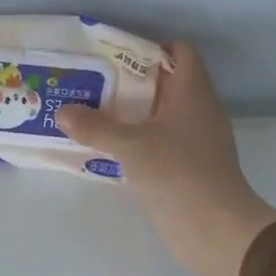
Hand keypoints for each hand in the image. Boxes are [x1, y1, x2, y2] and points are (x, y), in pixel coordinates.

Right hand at [56, 43, 275, 275]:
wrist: (213, 227)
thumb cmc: (177, 172)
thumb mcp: (129, 145)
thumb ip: (95, 127)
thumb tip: (62, 112)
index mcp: (193, 93)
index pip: (181, 53)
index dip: (152, 48)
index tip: (116, 56)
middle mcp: (198, 111)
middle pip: (166, 84)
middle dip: (131, 82)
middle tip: (93, 84)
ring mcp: (195, 141)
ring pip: (161, 115)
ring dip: (131, 114)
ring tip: (92, 114)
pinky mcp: (188, 167)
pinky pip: (159, 143)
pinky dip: (137, 141)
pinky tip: (109, 148)